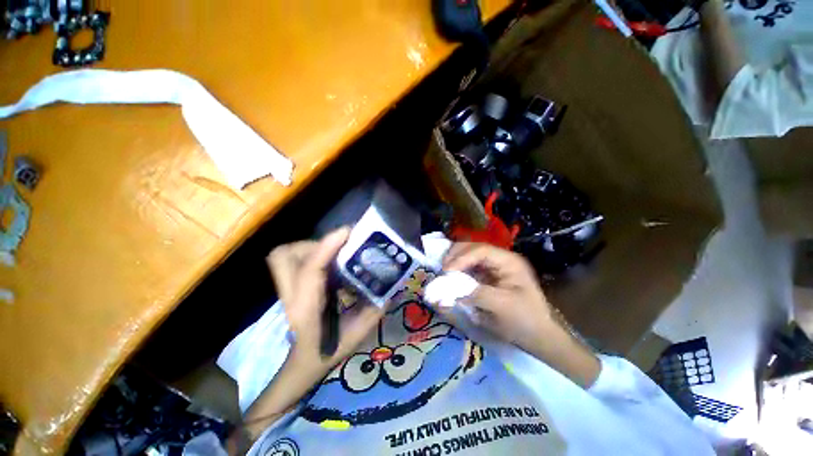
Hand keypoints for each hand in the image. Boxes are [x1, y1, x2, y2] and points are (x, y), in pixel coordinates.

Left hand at [267, 228, 382, 373]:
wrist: (305, 362)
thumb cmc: (330, 351)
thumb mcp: (359, 332)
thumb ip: (375, 307)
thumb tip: (390, 282)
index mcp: (307, 310)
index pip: (310, 270)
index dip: (327, 246)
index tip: (347, 231)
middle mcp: (291, 297)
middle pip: (283, 256)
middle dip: (312, 244)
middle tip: (339, 245)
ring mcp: (287, 290)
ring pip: (285, 255)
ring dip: (312, 247)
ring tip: (336, 251)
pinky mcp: (292, 285)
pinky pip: (294, 259)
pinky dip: (312, 253)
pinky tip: (331, 261)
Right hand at [442, 242, 552, 351]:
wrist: (537, 335)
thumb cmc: (524, 320)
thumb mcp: (502, 307)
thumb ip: (477, 294)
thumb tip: (452, 290)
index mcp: (509, 262)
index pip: (481, 251)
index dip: (462, 258)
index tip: (447, 271)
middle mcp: (501, 259)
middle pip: (473, 247)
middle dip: (455, 255)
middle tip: (442, 268)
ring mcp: (494, 266)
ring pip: (469, 254)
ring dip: (455, 260)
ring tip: (444, 272)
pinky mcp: (488, 275)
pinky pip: (469, 266)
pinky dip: (458, 269)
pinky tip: (451, 276)